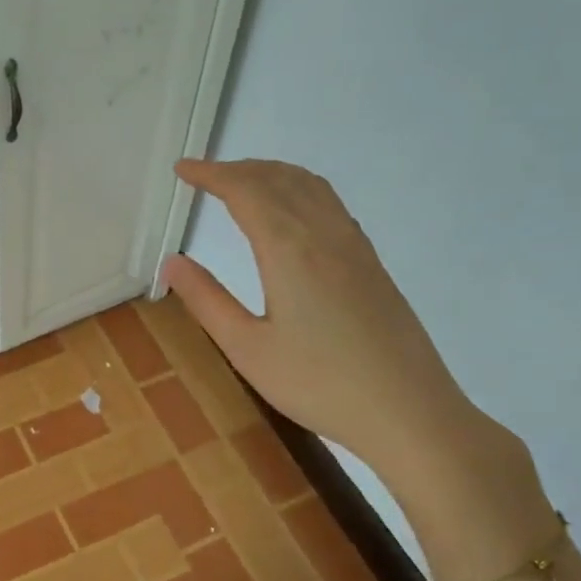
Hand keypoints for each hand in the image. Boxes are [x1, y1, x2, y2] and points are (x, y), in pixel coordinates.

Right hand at [161, 159, 483, 476]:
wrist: (408, 412)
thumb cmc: (318, 385)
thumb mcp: (247, 348)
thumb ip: (207, 301)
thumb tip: (172, 262)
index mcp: (290, 250)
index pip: (246, 192)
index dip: (211, 174)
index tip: (182, 169)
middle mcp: (325, 235)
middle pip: (279, 179)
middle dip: (238, 169)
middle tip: (204, 175)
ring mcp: (355, 247)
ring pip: (311, 187)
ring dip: (271, 174)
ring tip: (242, 183)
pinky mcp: (371, 264)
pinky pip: (330, 205)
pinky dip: (300, 190)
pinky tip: (291, 214)